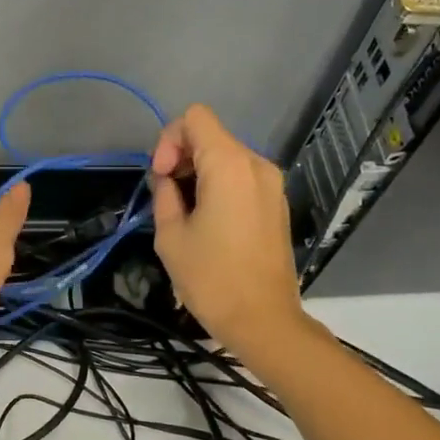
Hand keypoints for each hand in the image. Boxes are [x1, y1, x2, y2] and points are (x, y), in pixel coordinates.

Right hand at [150, 104, 307, 355]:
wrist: (264, 321)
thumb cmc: (211, 278)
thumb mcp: (170, 236)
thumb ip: (164, 194)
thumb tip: (168, 180)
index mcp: (229, 165)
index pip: (194, 118)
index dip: (169, 140)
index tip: (162, 177)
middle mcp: (256, 164)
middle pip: (210, 136)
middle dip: (181, 157)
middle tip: (166, 197)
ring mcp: (271, 184)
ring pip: (226, 156)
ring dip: (198, 173)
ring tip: (184, 212)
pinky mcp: (277, 203)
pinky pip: (241, 177)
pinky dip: (219, 186)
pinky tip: (208, 222)